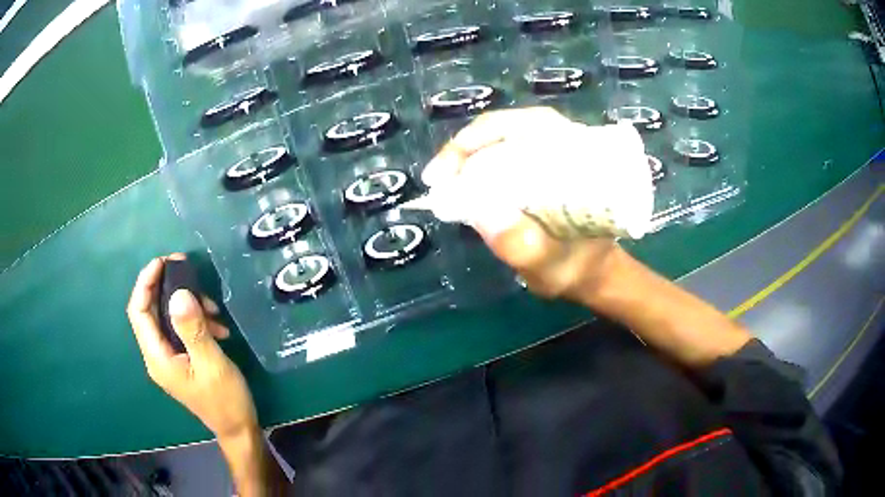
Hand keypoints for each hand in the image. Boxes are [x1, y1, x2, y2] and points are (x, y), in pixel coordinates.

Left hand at [127, 254, 257, 439]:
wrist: (238, 428)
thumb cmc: (225, 400)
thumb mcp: (212, 363)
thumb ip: (193, 330)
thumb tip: (179, 293)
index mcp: (157, 357)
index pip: (139, 311)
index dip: (145, 283)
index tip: (163, 261)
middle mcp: (157, 355)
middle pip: (150, 310)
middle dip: (166, 286)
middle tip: (187, 269)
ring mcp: (168, 357)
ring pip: (167, 317)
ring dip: (186, 305)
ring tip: (213, 307)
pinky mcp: (180, 358)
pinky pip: (180, 328)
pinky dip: (195, 319)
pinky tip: (217, 325)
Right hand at [422, 107, 622, 299]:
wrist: (590, 271)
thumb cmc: (575, 267)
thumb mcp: (550, 264)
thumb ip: (523, 245)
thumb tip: (483, 211)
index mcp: (575, 155)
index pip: (520, 126)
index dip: (476, 141)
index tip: (443, 174)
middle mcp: (561, 142)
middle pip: (503, 128)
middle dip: (463, 149)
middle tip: (436, 180)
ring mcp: (546, 151)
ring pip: (497, 138)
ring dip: (465, 158)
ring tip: (442, 185)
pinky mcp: (534, 164)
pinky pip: (497, 154)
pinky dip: (473, 167)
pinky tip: (459, 186)